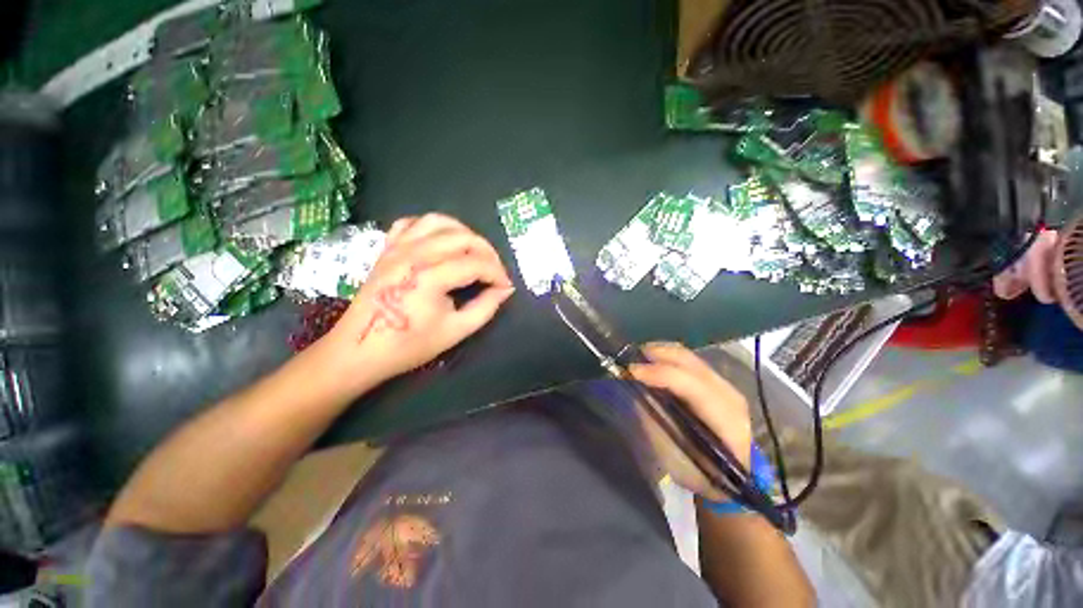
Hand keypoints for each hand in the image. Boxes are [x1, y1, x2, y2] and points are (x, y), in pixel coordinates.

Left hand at [322, 214, 514, 393]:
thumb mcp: (456, 331)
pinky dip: (433, 227)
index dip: (497, 273)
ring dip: (464, 233)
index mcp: (430, 277)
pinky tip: (442, 242)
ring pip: (439, 222)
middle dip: (487, 252)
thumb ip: (486, 307)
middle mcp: (414, 254)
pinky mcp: (387, 248)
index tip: (505, 286)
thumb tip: (504, 289)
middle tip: (495, 271)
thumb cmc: (409, 345)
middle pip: (463, 237)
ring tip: (474, 252)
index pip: (476, 263)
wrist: (359, 350)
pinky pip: (412, 223)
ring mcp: (398, 248)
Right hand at [629, 343, 751, 500]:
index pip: (691, 385)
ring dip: (661, 353)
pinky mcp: (718, 382)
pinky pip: (689, 361)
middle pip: (690, 362)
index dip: (660, 373)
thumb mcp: (675, 459)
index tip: (631, 371)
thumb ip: (655, 424)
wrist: (735, 477)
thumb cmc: (702, 474)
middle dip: (657, 354)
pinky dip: (668, 357)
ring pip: (689, 356)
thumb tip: (635, 392)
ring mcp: (726, 386)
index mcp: (725, 421)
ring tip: (637, 358)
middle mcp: (729, 396)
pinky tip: (653, 362)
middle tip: (629, 358)